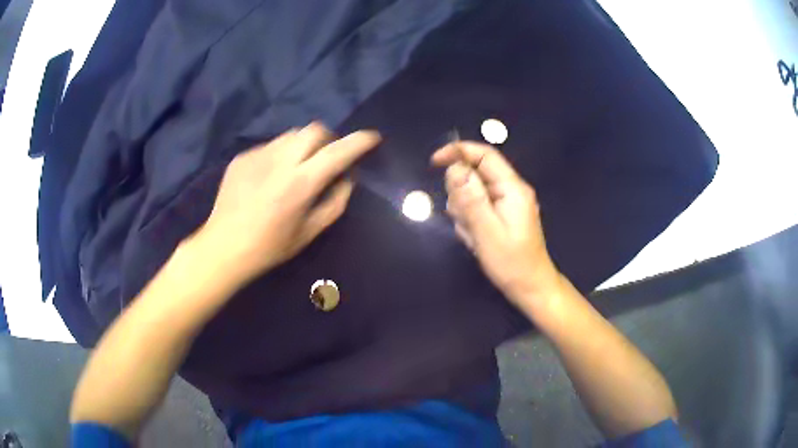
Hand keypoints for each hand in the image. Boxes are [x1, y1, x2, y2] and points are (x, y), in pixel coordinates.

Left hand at [197, 123, 379, 283]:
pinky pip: (271, 145)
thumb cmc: (270, 247)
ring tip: (298, 166)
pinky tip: (271, 177)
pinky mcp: (243, 157)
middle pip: (314, 130)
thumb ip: (335, 203)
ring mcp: (258, 155)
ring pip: (292, 135)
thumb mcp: (309, 233)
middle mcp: (280, 161)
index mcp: (300, 184)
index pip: (338, 152)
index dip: (360, 141)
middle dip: (329, 138)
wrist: (224, 247)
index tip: (373, 138)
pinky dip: (281, 154)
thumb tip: (347, 179)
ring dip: (304, 145)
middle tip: (328, 156)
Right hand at [431, 141, 560, 305]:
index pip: (484, 155)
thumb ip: (471, 199)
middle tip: (465, 220)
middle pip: (474, 173)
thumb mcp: (487, 232)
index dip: (458, 152)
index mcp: (512, 188)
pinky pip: (475, 207)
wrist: (529, 287)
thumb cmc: (511, 263)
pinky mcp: (500, 214)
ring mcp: (505, 202)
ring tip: (473, 235)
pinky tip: (476, 238)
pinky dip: (469, 220)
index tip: (434, 162)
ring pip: (471, 192)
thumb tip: (455, 168)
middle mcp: (510, 190)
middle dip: (460, 194)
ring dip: (464, 211)